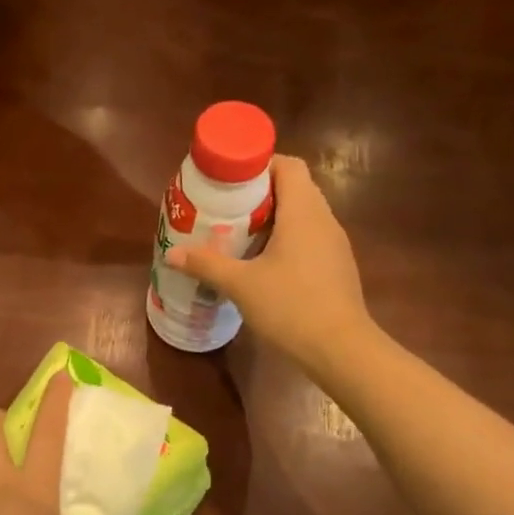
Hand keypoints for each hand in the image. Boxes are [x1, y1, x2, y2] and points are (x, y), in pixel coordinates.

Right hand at [166, 154, 372, 373]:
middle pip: (295, 188)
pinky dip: (286, 238)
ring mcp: (335, 244)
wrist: (341, 350)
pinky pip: (310, 237)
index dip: (260, 164)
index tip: (231, 179)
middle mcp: (324, 220)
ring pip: (303, 214)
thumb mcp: (241, 285)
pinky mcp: (336, 266)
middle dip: (260, 192)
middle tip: (227, 206)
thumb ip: (206, 265)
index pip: (288, 166)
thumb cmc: (291, 306)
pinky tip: (263, 261)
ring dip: (273, 217)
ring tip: (239, 232)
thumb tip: (172, 253)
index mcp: (303, 212)